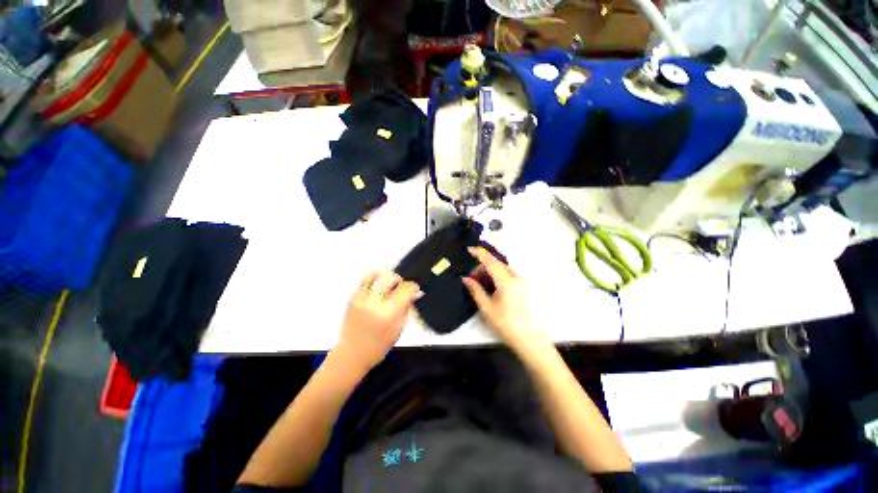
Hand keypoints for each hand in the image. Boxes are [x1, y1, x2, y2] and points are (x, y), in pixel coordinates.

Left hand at [336, 271, 418, 370]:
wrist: (352, 353)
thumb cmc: (379, 345)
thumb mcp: (399, 328)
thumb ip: (407, 308)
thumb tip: (415, 294)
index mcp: (390, 312)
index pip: (405, 289)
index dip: (413, 286)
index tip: (415, 289)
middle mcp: (376, 302)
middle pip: (392, 278)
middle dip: (400, 281)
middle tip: (402, 288)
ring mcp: (362, 299)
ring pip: (377, 276)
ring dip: (386, 277)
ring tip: (389, 284)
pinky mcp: (353, 298)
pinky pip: (364, 280)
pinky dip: (373, 278)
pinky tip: (378, 283)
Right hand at [462, 247, 545, 351]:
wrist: (527, 337)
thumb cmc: (505, 323)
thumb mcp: (486, 307)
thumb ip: (475, 290)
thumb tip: (466, 278)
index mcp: (505, 281)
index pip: (491, 261)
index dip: (479, 253)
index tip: (469, 249)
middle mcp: (515, 277)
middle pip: (497, 263)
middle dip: (483, 263)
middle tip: (472, 274)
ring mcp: (520, 281)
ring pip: (502, 268)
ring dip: (490, 269)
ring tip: (480, 280)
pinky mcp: (522, 286)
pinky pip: (507, 274)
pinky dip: (497, 274)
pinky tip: (491, 284)